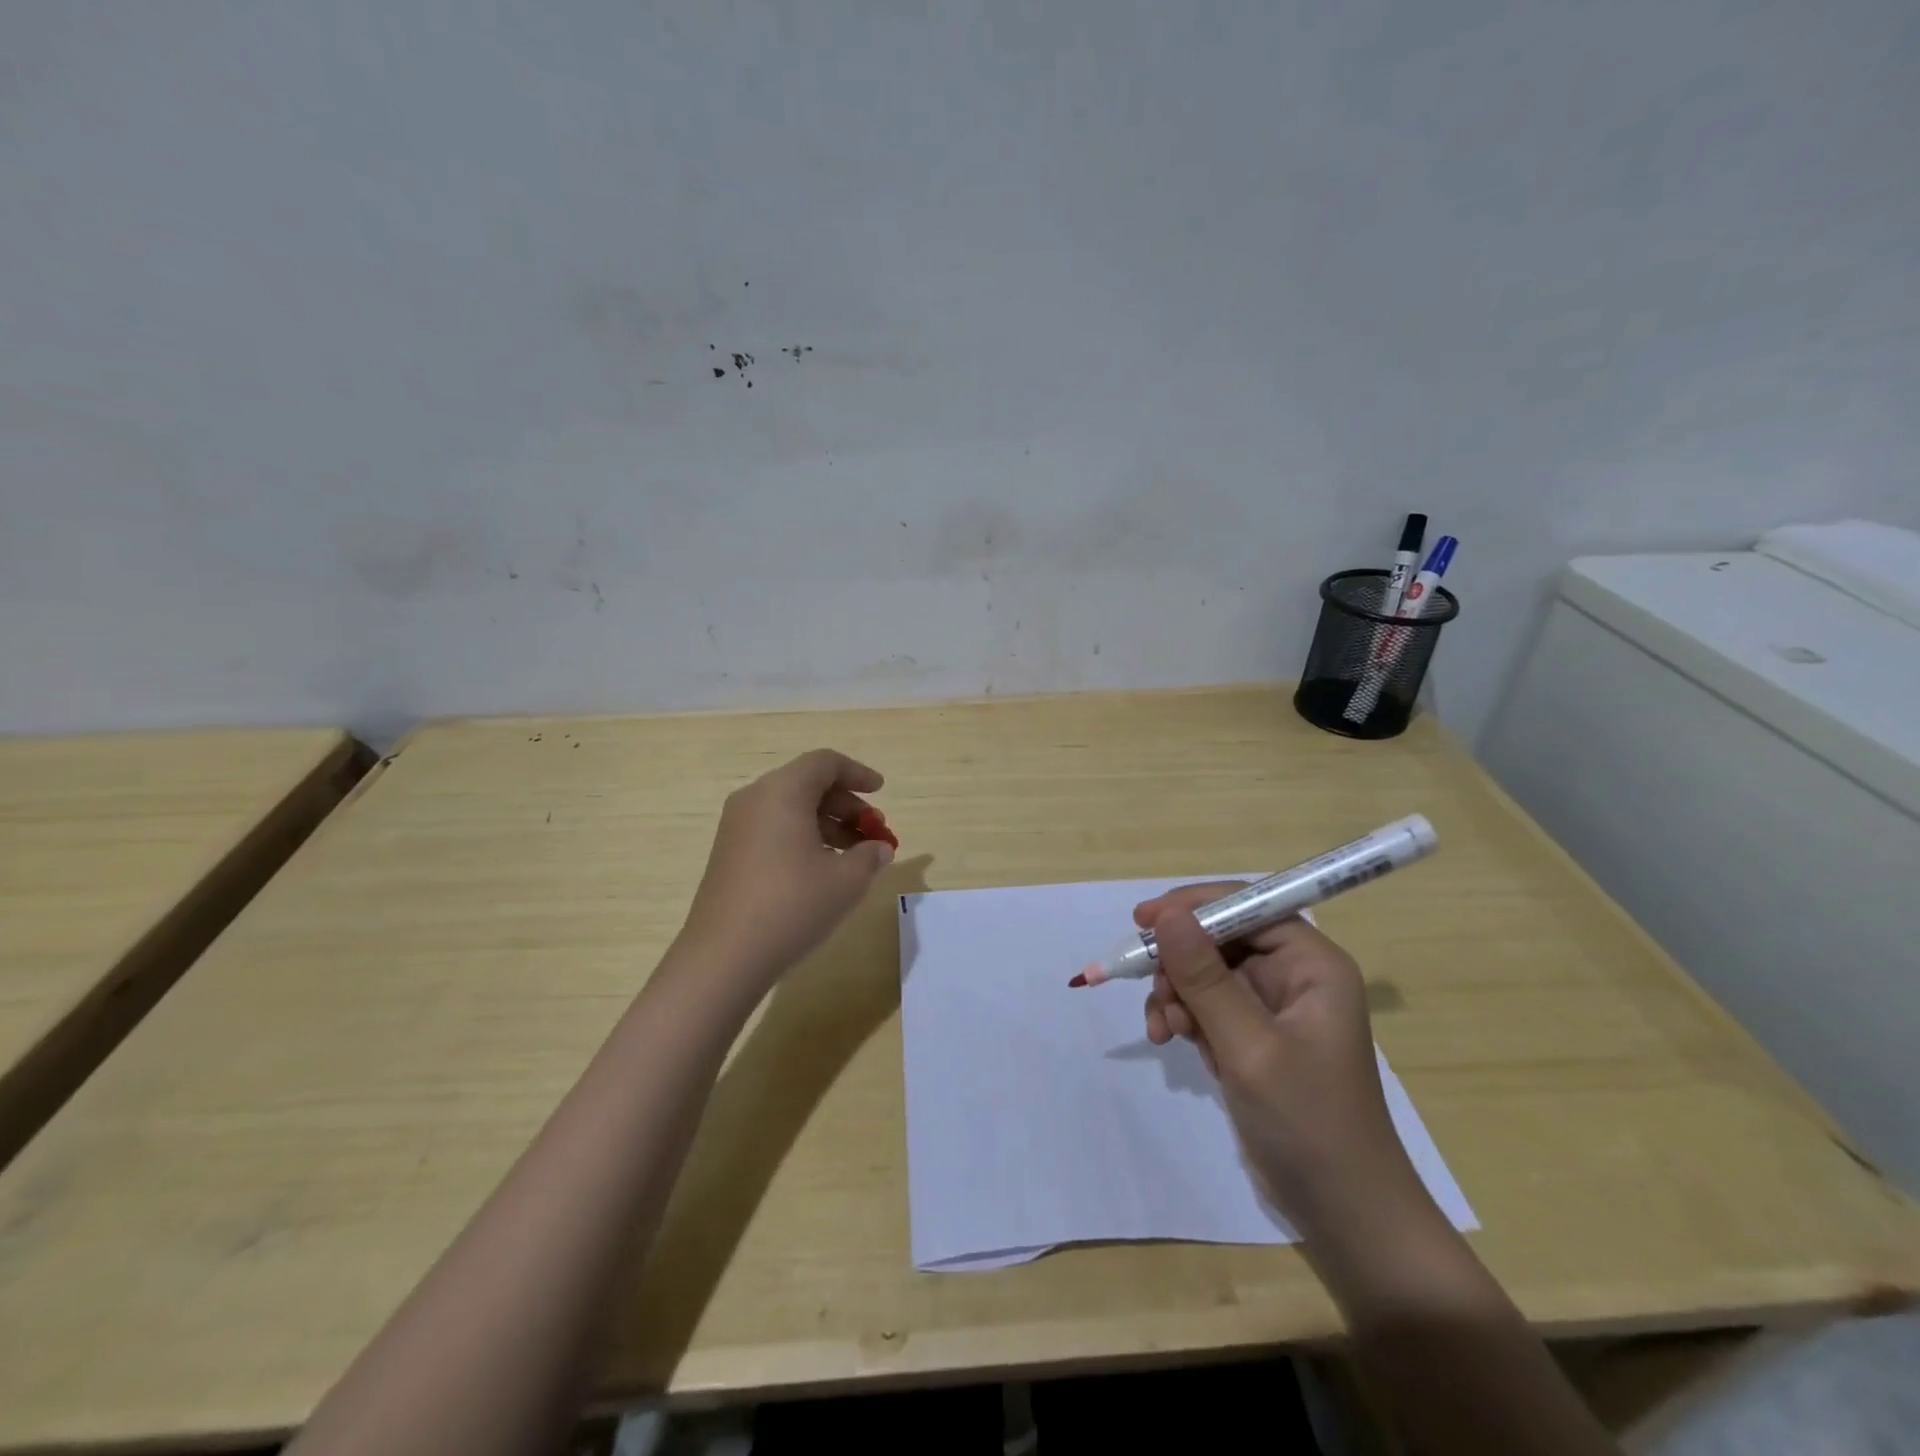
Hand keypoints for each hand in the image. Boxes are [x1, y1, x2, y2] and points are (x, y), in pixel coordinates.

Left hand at [678, 749, 895, 989]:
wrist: (724, 956)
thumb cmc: (792, 906)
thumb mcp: (846, 880)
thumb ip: (870, 856)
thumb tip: (879, 849)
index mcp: (782, 792)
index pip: (824, 763)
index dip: (858, 773)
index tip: (881, 792)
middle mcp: (755, 799)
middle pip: (808, 784)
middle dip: (847, 805)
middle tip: (874, 832)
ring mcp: (737, 827)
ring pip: (791, 808)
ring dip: (827, 824)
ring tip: (855, 856)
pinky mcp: (730, 853)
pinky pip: (774, 828)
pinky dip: (804, 837)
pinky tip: (823, 870)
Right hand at [1138, 885, 1419, 1232]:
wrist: (1344, 1214)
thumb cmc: (1308, 1123)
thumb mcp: (1248, 1047)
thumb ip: (1204, 978)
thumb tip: (1167, 915)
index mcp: (1312, 965)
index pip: (1248, 906)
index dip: (1195, 906)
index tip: (1143, 921)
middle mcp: (1294, 975)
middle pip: (1221, 938)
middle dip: (1180, 962)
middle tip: (1152, 989)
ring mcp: (1272, 1007)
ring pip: (1206, 972)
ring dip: (1176, 993)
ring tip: (1163, 1029)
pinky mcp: (1254, 1036)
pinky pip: (1207, 1005)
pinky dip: (1183, 1016)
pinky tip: (1171, 1040)